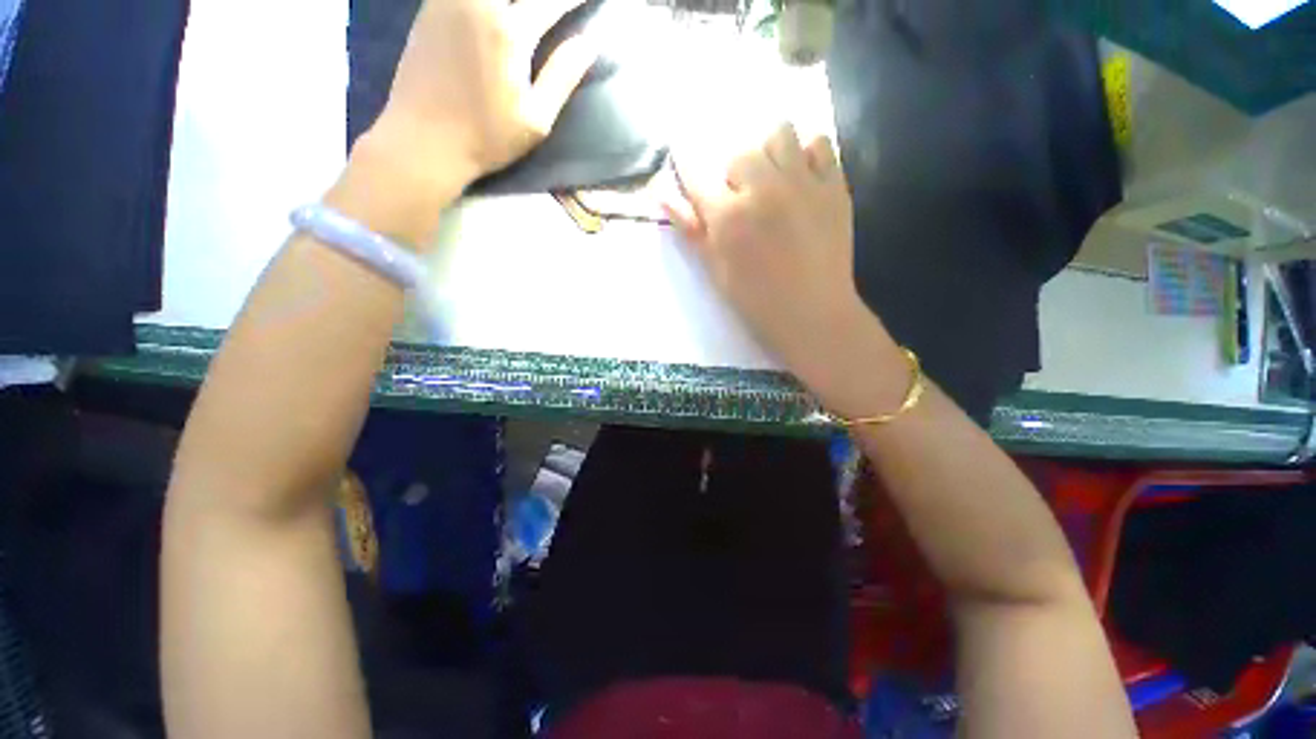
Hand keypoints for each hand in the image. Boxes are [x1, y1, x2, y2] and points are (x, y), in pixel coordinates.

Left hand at [330, 0, 596, 243]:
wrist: (423, 140)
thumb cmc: (487, 137)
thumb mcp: (536, 119)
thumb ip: (562, 76)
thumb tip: (590, 43)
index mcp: (509, 32)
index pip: (552, 0)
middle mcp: (479, 2)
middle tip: (557, 5)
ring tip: (530, 8)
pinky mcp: (431, 6)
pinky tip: (499, 9)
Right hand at [665, 125, 906, 415]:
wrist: (812, 313)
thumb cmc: (756, 300)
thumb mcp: (715, 270)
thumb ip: (691, 230)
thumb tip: (661, 197)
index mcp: (728, 217)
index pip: (696, 174)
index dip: (685, 160)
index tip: (682, 151)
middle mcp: (763, 189)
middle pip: (739, 154)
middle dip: (734, 175)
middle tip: (741, 200)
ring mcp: (802, 183)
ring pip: (780, 133)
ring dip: (769, 152)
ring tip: (773, 180)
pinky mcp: (834, 186)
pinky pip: (820, 143)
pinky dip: (807, 153)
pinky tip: (802, 178)